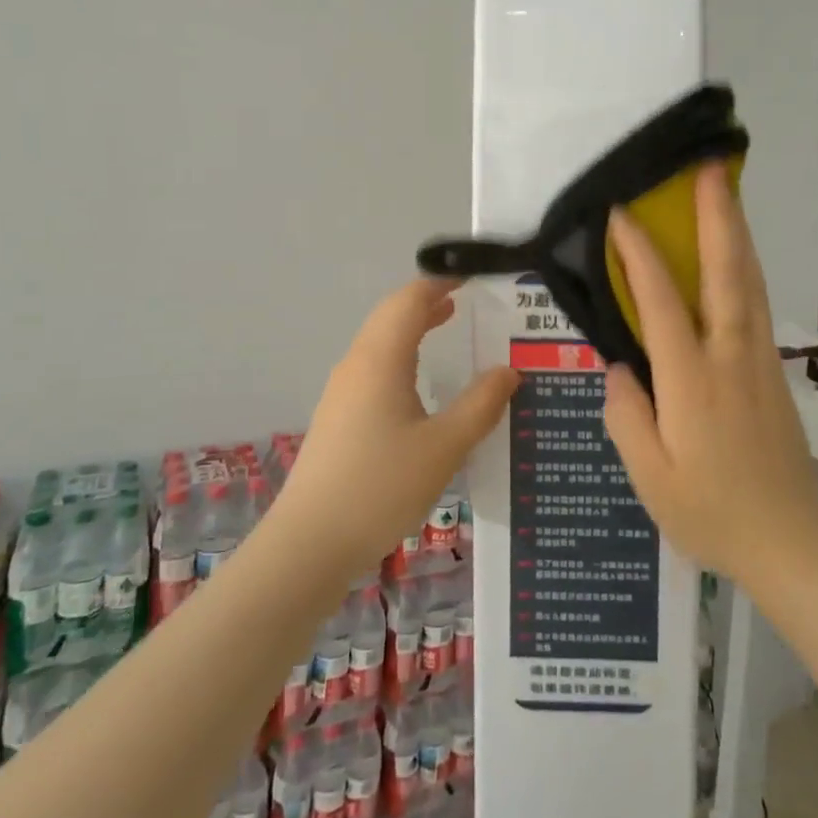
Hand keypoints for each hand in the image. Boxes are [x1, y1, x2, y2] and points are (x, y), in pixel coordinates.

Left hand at [272, 278, 518, 577]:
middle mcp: (357, 365)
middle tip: (470, 297)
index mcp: (381, 359)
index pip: (410, 300)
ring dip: (414, 326)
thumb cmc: (381, 487)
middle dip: (429, 300)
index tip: (474, 274)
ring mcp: (342, 391)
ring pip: (381, 341)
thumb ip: (481, 405)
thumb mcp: (444, 447)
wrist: (309, 543)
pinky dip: (403, 354)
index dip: (441, 281)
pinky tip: (421, 382)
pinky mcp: (338, 417)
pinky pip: (374, 367)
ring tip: (451, 324)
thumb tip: (509, 370)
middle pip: (392, 315)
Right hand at [603, 163, 817, 593]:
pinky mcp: (774, 373)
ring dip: (737, 232)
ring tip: (725, 193)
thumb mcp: (651, 479)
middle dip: (717, 216)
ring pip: (750, 283)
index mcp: (693, 381)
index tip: (622, 213)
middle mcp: (732, 357)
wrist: (792, 545)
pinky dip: (744, 268)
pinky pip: (756, 305)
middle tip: (708, 168)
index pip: (662, 302)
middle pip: (727, 273)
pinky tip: (735, 258)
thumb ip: (627, 417)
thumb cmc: (712, 516)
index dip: (640, 254)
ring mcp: (760, 361)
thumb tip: (620, 366)